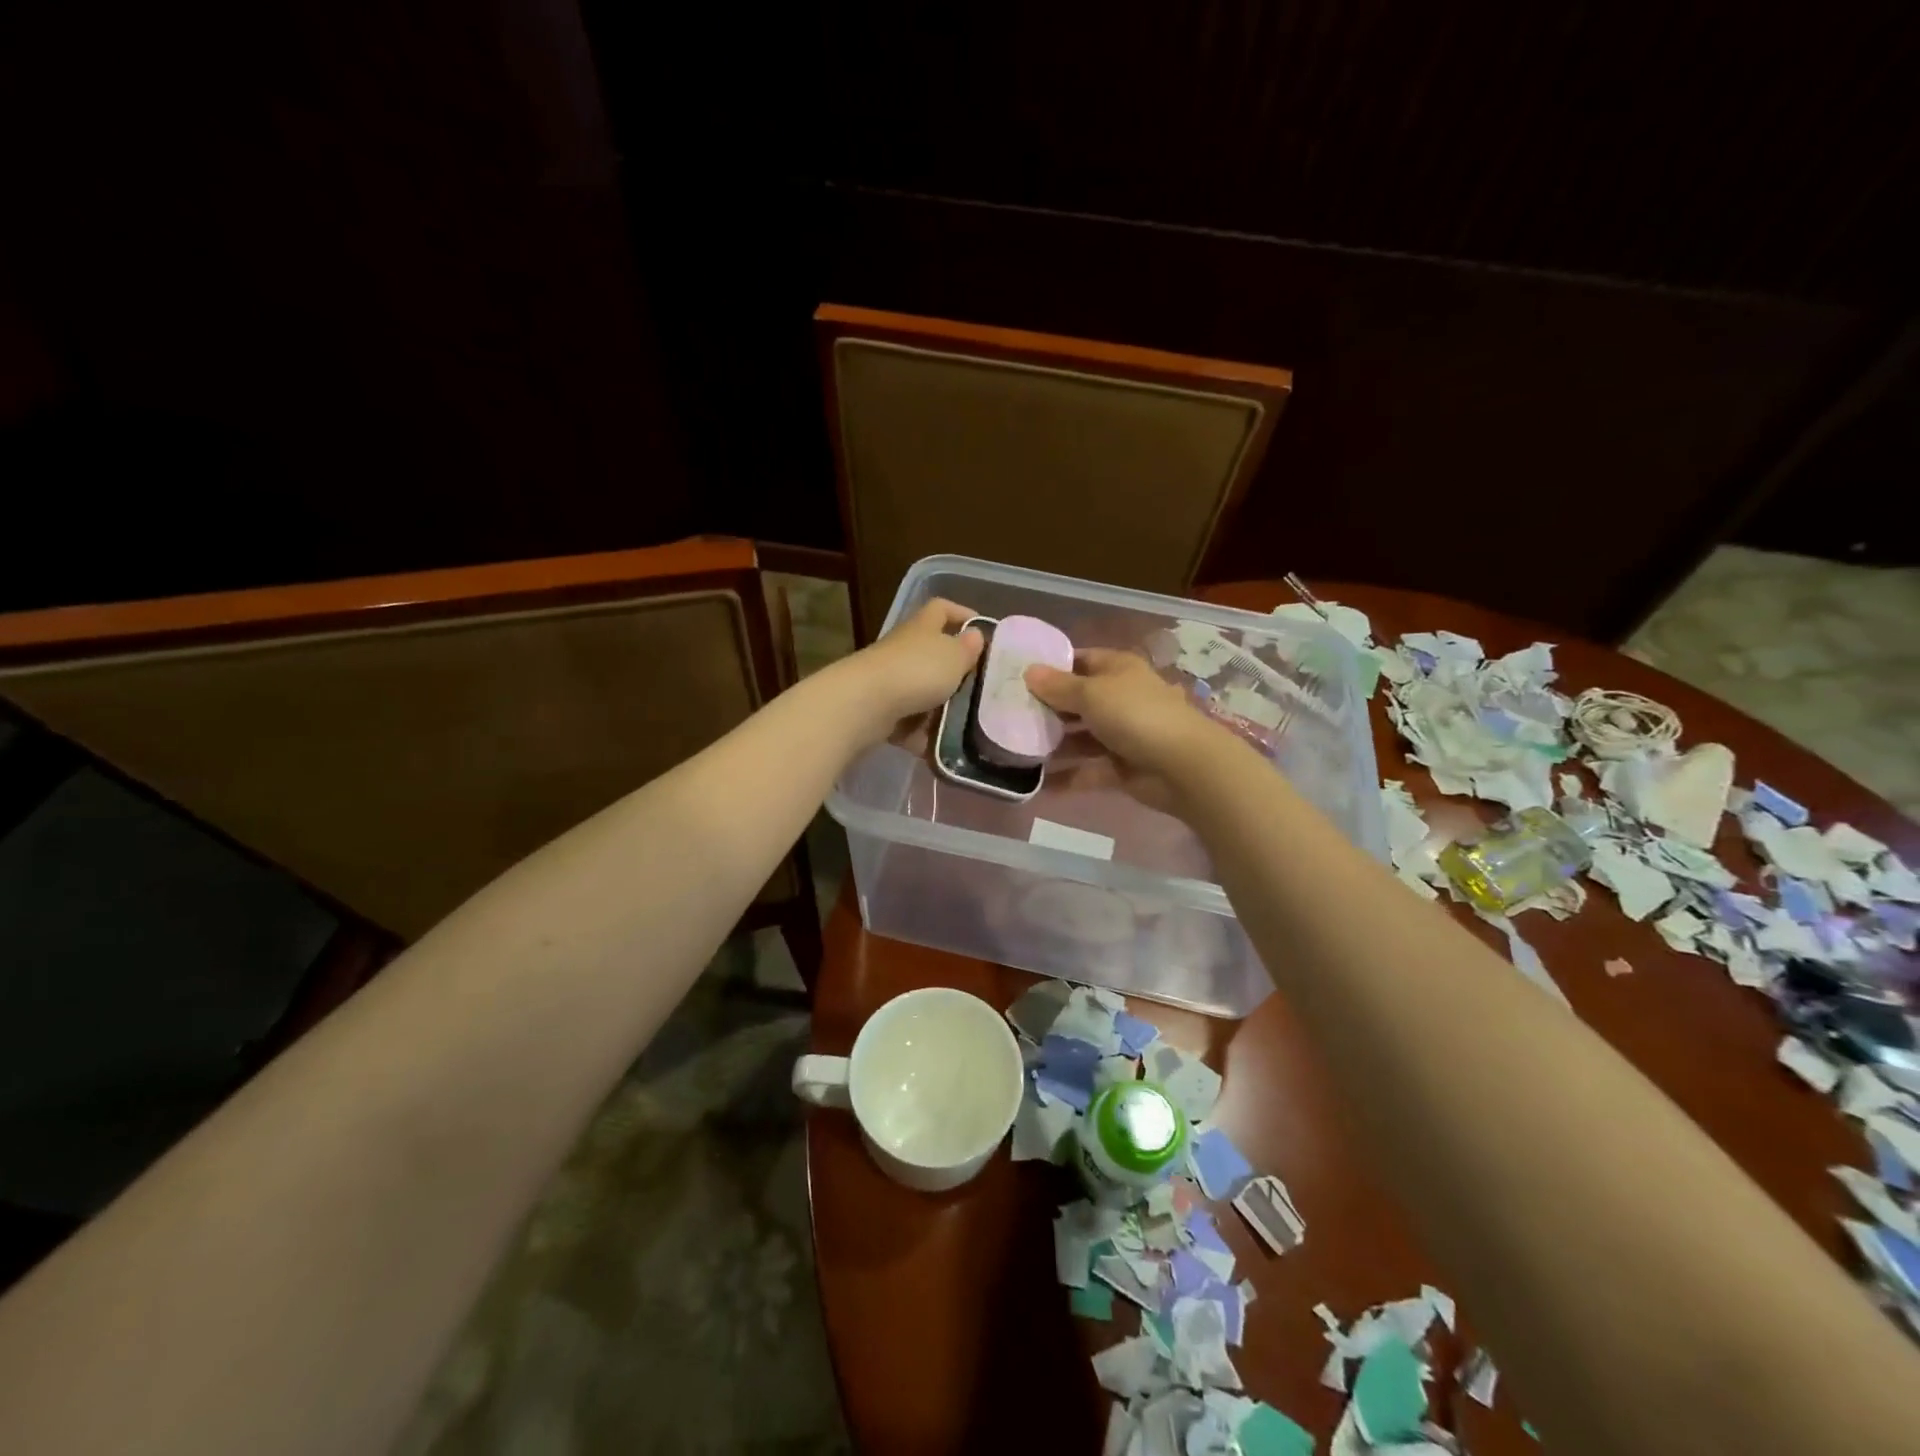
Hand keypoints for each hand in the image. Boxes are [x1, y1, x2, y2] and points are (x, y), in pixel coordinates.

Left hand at [844, 598, 984, 739]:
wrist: (866, 704)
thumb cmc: (917, 671)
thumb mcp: (954, 656)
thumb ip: (968, 648)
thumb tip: (975, 636)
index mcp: (922, 628)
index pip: (941, 609)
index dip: (962, 614)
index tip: (982, 631)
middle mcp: (904, 650)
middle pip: (933, 656)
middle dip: (957, 674)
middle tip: (981, 690)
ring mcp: (890, 681)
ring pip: (923, 694)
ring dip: (942, 711)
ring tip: (966, 727)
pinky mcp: (881, 711)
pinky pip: (909, 723)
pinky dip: (922, 735)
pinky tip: (939, 749)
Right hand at [1024, 649, 1225, 807]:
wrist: (1183, 766)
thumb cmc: (1135, 715)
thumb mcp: (1091, 694)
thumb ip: (1058, 686)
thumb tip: (1028, 671)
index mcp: (1116, 670)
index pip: (1079, 661)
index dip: (1051, 667)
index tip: (1017, 677)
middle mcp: (1119, 698)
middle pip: (1076, 701)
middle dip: (1046, 709)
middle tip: (1007, 716)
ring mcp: (1121, 734)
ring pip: (1080, 738)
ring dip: (1053, 745)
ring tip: (1016, 751)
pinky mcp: (1121, 767)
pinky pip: (1087, 770)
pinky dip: (1066, 777)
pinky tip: (1037, 785)